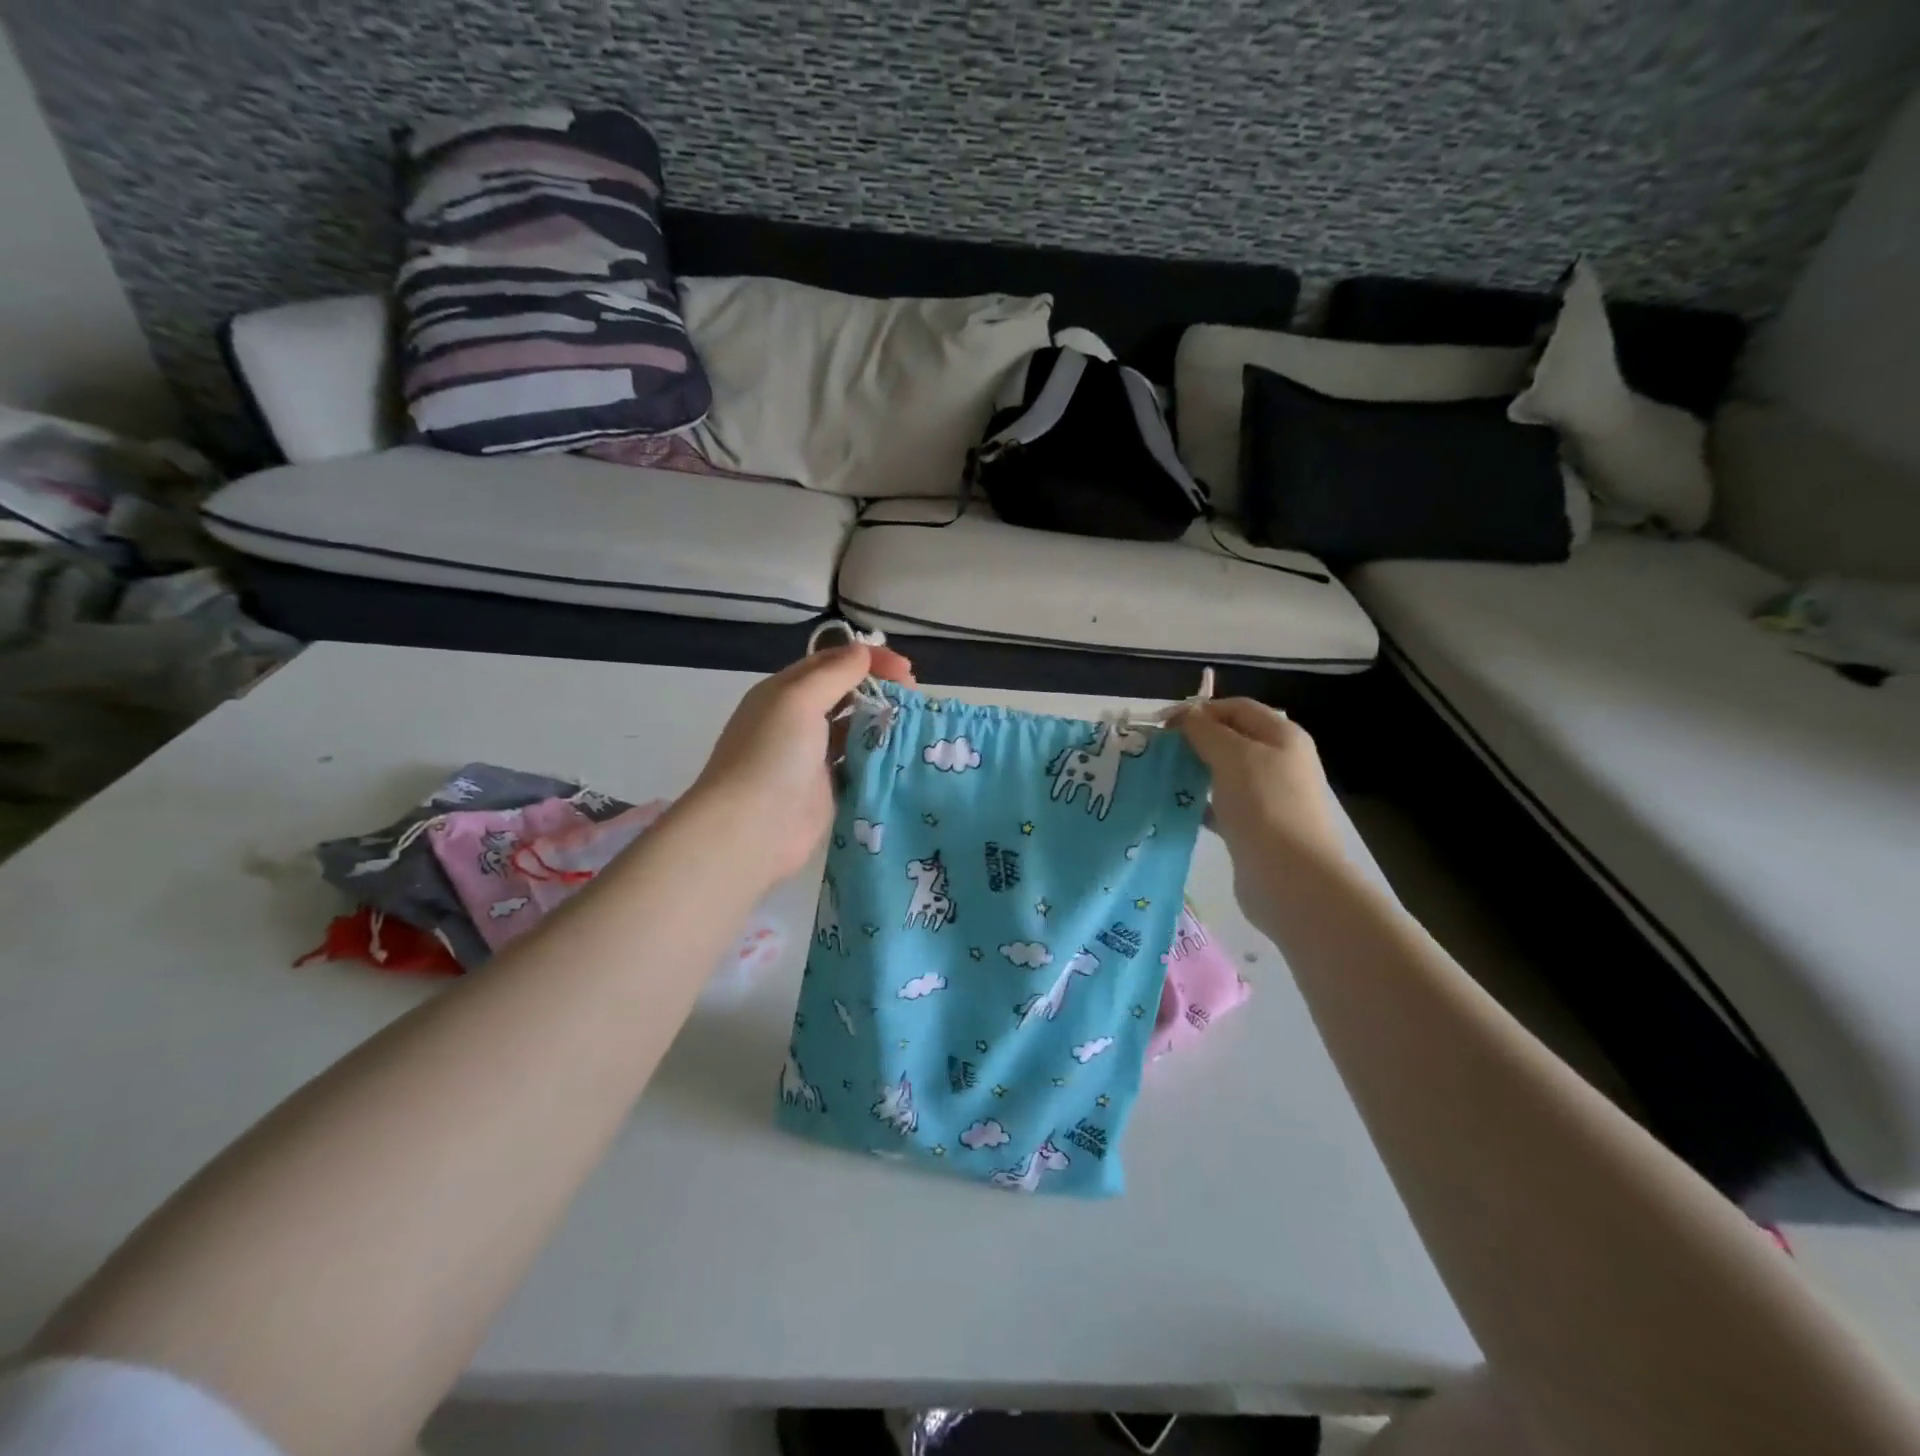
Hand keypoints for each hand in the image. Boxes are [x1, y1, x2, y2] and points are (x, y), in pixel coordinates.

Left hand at [686, 644, 914, 885]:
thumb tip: (862, 651)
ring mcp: (812, 757)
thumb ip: (834, 674)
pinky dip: (879, 759)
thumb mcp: (799, 700)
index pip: (831, 663)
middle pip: (846, 695)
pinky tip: (904, 756)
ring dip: (882, 724)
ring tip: (915, 726)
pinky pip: (858, 766)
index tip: (906, 670)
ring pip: (855, 731)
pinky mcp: (827, 790)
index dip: (869, 660)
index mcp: (785, 692)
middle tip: (915, 697)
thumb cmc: (772, 755)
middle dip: (879, 690)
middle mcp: (797, 721)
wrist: (750, 830)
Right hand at [1172, 699, 1345, 876]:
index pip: (1237, 708)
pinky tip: (1176, 808)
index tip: (1163, 724)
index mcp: (1282, 736)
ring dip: (1194, 771)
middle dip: (1195, 741)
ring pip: (1224, 773)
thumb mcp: (1233, 756)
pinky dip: (1199, 803)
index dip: (1200, 710)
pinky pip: (1222, 805)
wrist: (1291, 877)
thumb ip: (1206, 731)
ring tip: (1161, 776)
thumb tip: (1188, 715)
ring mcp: (1269, 797)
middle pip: (1231, 739)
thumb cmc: (1264, 805)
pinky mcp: (1255, 827)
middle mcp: (1280, 762)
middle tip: (1158, 751)